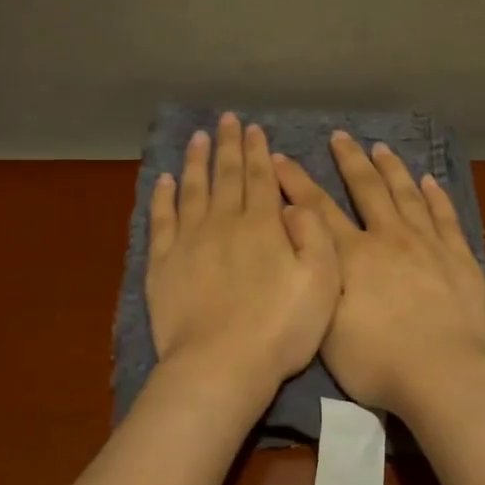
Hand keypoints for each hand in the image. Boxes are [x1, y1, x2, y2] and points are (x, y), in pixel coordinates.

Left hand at [147, 114, 341, 397]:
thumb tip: (293, 204)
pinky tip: (165, 180)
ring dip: (197, 161)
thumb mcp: (322, 282)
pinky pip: (162, 219)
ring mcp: (189, 241)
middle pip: (226, 175)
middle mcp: (224, 223)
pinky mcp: (163, 263)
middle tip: (227, 120)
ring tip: (199, 138)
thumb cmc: (280, 329)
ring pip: (193, 189)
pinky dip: (163, 196)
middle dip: (229, 145)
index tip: (254, 128)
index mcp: (263, 226)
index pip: (260, 178)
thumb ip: (314, 236)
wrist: (221, 365)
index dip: (258, 151)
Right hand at [273, 132, 484, 416]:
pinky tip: (430, 180)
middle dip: (350, 161)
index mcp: (352, 256)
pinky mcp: (459, 258)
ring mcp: (427, 245)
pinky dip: (436, 196)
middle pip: (367, 189)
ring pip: (407, 195)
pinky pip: (446, 217)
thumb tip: (299, 238)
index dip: (296, 181)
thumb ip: (314, 277)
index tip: (281, 157)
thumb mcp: (325, 326)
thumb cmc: (376, 361)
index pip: (317, 209)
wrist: (443, 374)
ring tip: (381, 148)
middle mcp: (388, 238)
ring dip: (392, 169)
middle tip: (340, 137)